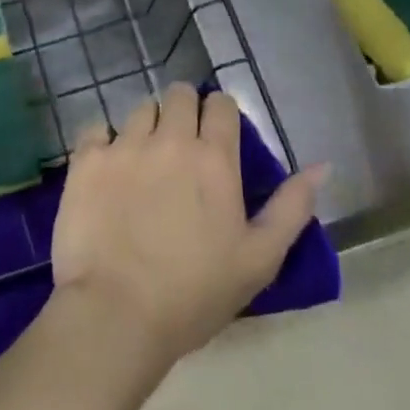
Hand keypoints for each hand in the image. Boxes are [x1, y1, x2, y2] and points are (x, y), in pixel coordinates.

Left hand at [51, 84, 326, 366]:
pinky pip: (97, 129)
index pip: (221, 104)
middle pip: (179, 94)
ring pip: (140, 109)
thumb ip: (291, 208)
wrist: (116, 314)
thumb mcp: (259, 259)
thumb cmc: (195, 293)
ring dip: (147, 125)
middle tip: (180, 146)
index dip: (219, 115)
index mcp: (214, 158)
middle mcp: (169, 138)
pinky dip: (104, 142)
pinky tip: (108, 170)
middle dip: (183, 110)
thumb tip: (322, 166)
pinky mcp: (87, 159)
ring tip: (144, 160)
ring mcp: (124, 145)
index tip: (216, 137)